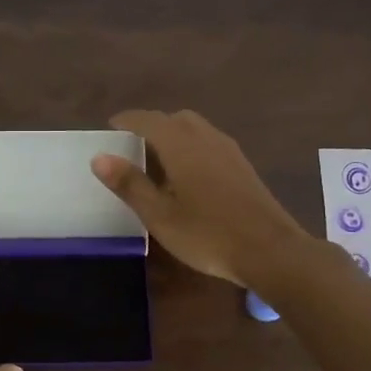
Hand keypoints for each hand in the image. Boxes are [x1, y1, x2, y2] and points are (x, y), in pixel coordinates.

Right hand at [91, 109, 307, 285]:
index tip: (110, 127)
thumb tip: (99, 157)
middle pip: (174, 119)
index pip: (148, 120)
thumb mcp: (159, 215)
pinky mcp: (243, 166)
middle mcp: (206, 138)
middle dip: (151, 126)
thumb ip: (130, 184)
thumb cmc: (208, 234)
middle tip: (133, 147)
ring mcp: (229, 151)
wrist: (270, 251)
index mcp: (181, 145)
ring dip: (173, 135)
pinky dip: (190, 147)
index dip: (127, 120)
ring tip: (157, 162)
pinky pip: (209, 143)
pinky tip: (187, 176)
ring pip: (195, 129)